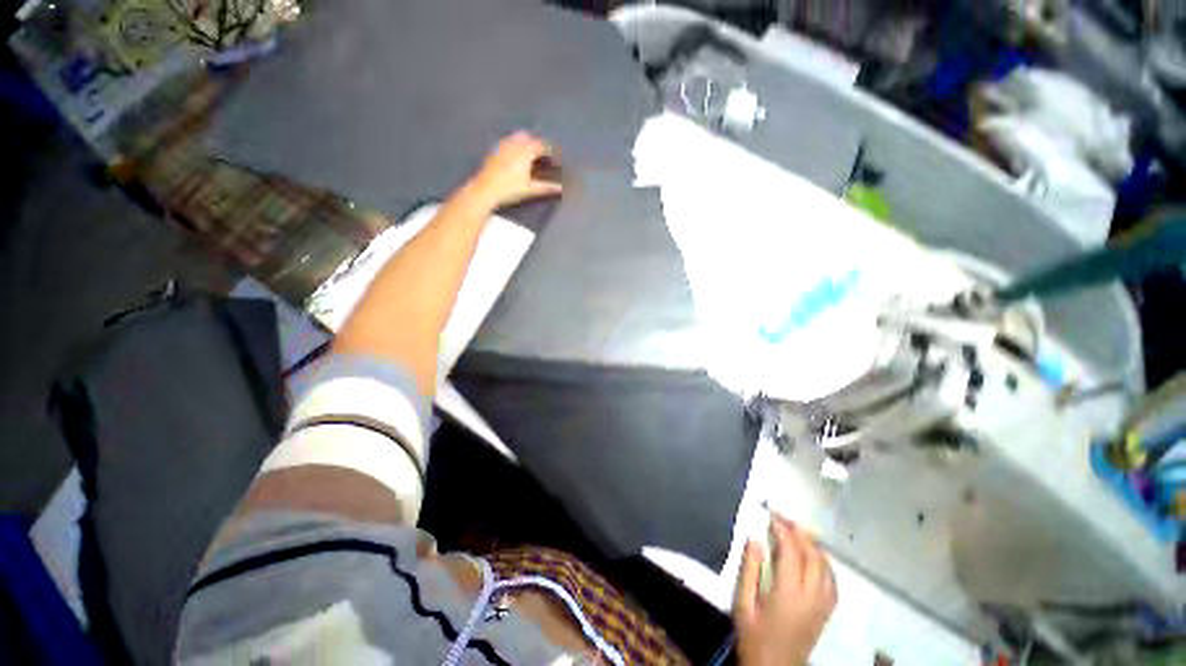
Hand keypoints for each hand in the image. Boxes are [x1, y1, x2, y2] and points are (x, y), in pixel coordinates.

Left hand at [468, 131, 562, 209]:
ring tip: (531, 152)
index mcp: (526, 152)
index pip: (542, 145)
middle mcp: (515, 144)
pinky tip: (515, 153)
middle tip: (545, 155)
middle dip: (539, 144)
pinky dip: (515, 144)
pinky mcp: (495, 150)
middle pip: (530, 138)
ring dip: (527, 142)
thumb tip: (560, 188)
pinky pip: (508, 141)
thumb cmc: (510, 189)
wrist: (485, 190)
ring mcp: (504, 145)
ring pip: (518, 137)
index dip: (551, 151)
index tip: (556, 158)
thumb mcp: (530, 189)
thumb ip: (546, 187)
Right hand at [734, 517, 836, 665]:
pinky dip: (824, 563)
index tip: (771, 514)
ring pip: (826, 568)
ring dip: (814, 546)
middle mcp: (811, 596)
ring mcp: (822, 606)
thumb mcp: (742, 603)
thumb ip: (749, 569)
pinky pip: (832, 582)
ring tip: (798, 531)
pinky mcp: (826, 613)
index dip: (783, 529)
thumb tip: (754, 538)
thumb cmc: (754, 636)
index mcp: (788, 593)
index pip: (791, 551)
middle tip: (784, 517)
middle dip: (800, 533)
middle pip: (812, 556)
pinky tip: (815, 557)